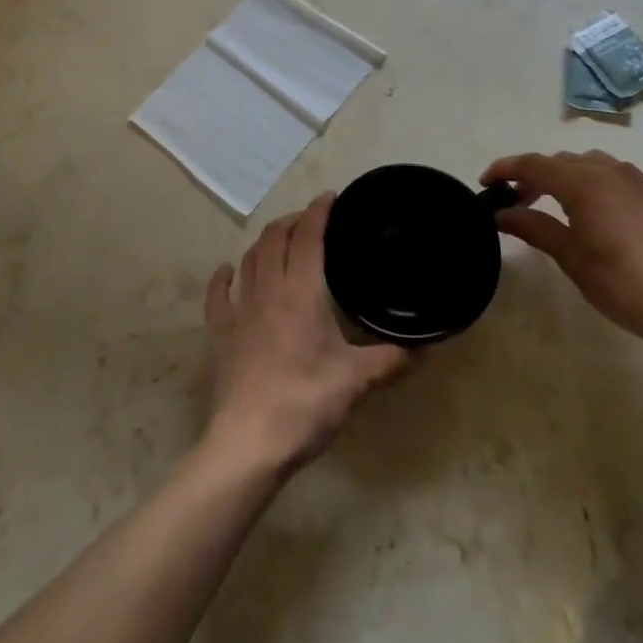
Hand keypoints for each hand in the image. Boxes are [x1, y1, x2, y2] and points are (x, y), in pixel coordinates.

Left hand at [204, 194, 408, 473]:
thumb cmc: (305, 403)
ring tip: (280, 239)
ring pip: (249, 259)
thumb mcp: (356, 381)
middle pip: (275, 238)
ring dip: (265, 242)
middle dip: (293, 221)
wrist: (249, 444)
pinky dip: (223, 278)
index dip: (319, 212)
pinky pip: (218, 297)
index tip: (332, 198)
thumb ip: (390, 360)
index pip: (308, 236)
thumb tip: (424, 348)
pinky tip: (227, 271)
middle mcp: (268, 290)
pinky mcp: (221, 335)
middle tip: (312, 221)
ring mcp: (240, 311)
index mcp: (301, 292)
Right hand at [482, 150, 642, 348]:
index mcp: (582, 182)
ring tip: (560, 204)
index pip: (533, 164)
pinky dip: (600, 186)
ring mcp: (640, 181)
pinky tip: (601, 214)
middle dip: (536, 175)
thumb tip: (501, 214)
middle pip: (562, 161)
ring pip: (593, 164)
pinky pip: (621, 179)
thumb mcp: (569, 257)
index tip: (486, 183)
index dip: (505, 169)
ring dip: (569, 177)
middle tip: (520, 201)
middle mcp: (610, 170)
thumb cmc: (619, 281)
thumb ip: (533, 227)